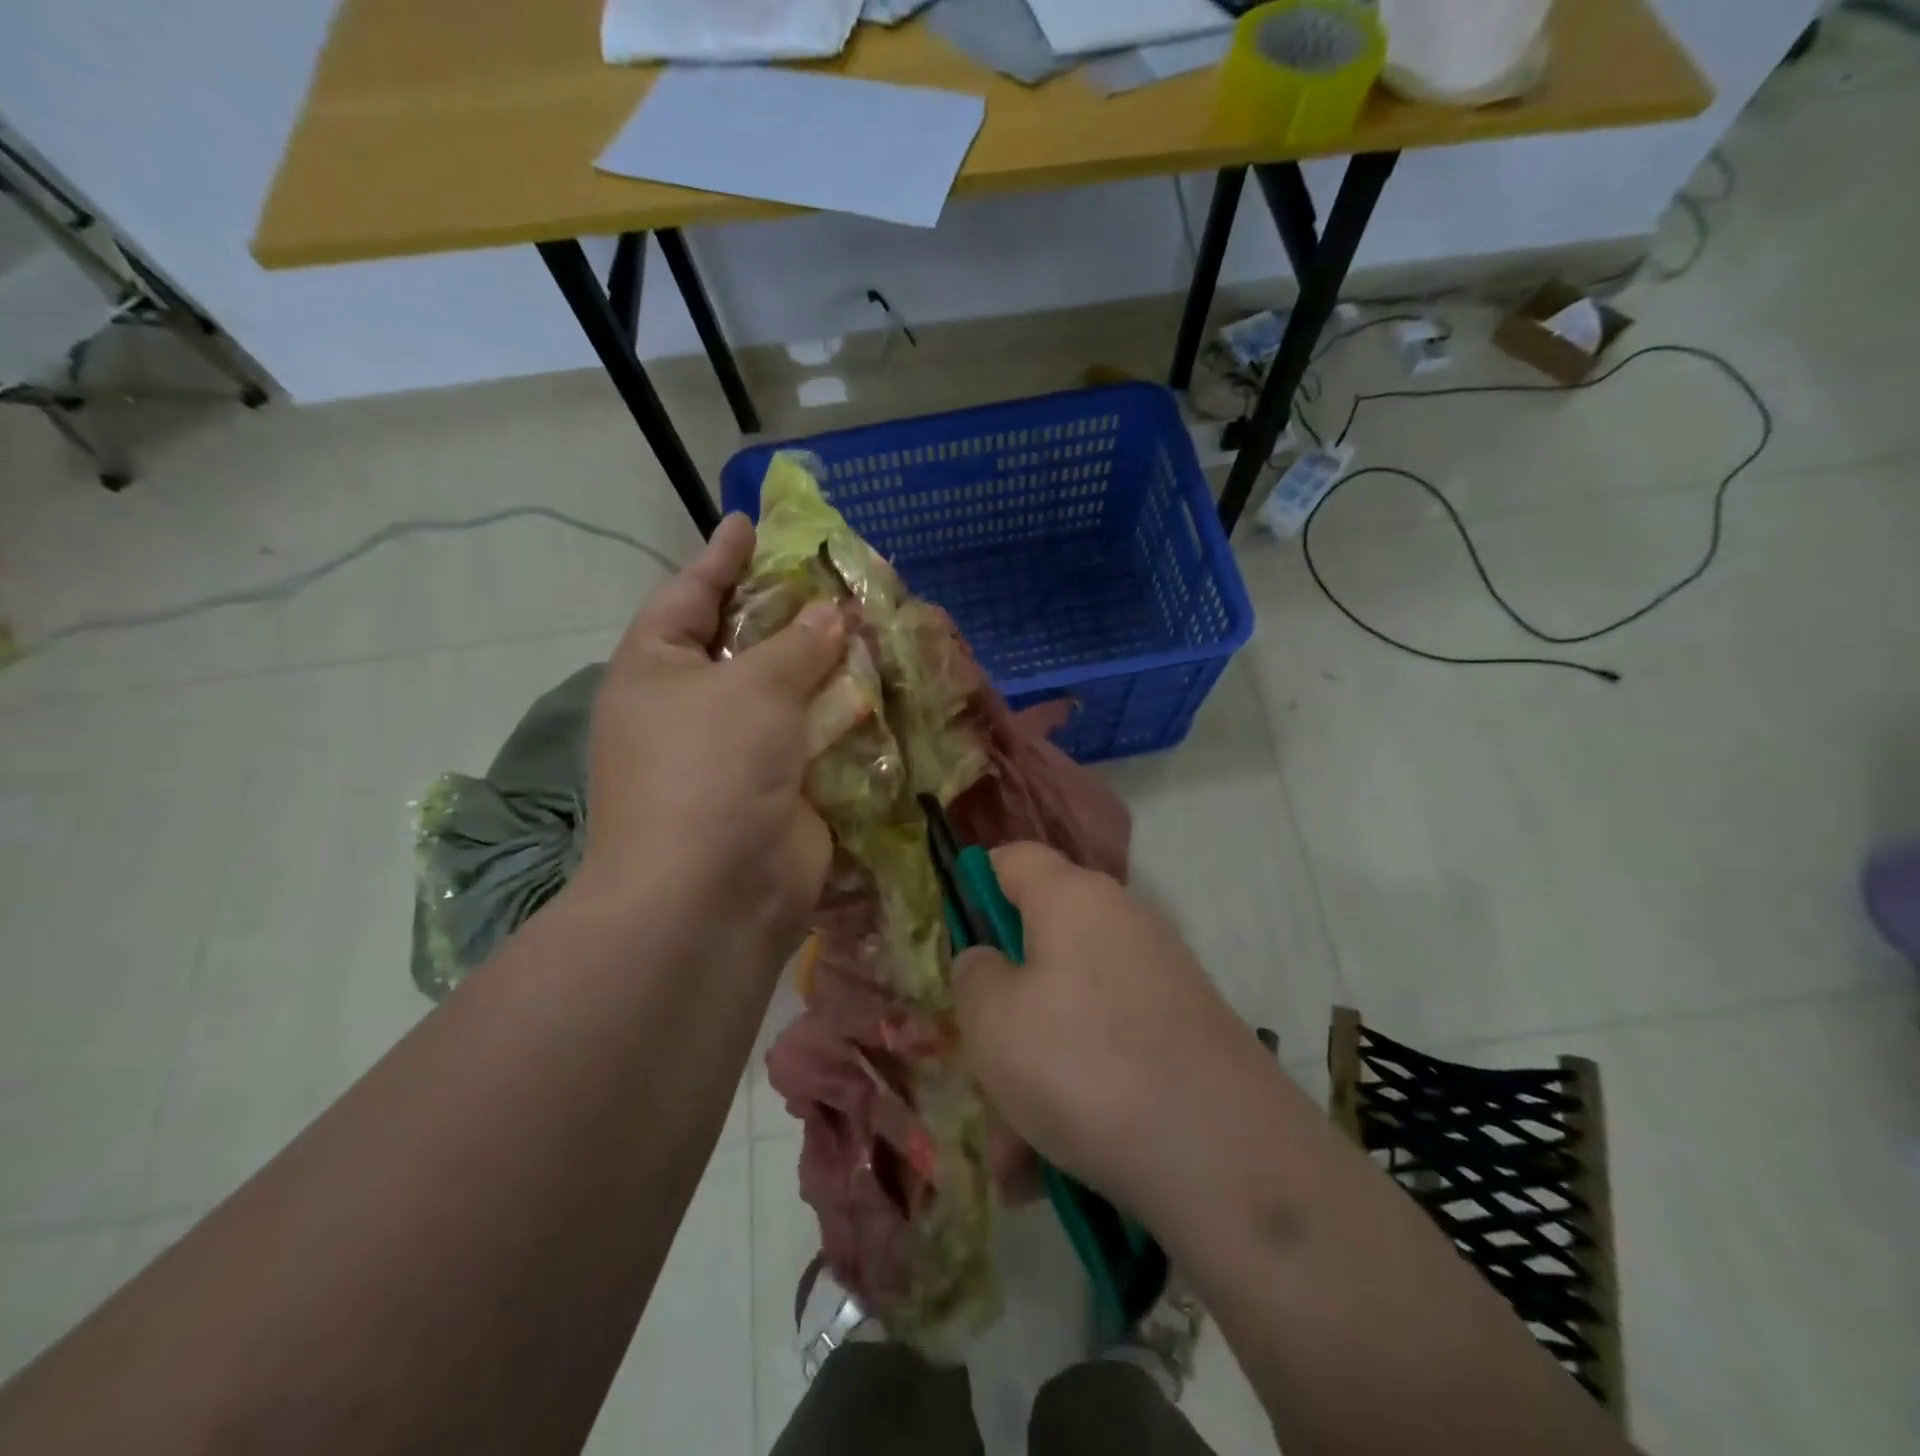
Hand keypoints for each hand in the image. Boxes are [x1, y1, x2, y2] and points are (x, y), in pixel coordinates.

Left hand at [577, 514, 846, 960]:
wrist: (714, 895)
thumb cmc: (708, 771)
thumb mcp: (752, 690)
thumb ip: (797, 644)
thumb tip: (834, 613)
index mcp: (658, 670)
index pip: (689, 596)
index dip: (720, 557)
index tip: (748, 522)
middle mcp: (693, 706)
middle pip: (746, 643)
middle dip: (789, 610)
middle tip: (833, 572)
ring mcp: (738, 751)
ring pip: (790, 690)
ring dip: (827, 663)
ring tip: (870, 620)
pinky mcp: (782, 787)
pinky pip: (817, 737)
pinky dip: (845, 714)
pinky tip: (881, 685)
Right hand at [953, 843, 1273, 1225]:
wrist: (1226, 1158)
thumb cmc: (1082, 1063)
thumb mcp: (991, 1019)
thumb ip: (974, 976)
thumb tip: (991, 963)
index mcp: (1073, 898)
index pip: (1015, 859)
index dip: (976, 886)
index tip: (957, 941)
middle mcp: (1122, 925)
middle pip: (1041, 952)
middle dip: (1003, 1019)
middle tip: (981, 1079)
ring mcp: (1161, 982)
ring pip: (1070, 1018)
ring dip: (1033, 1082)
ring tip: (1014, 1164)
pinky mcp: (1187, 1039)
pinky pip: (1110, 1055)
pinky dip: (1079, 1100)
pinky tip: (1055, 1174)